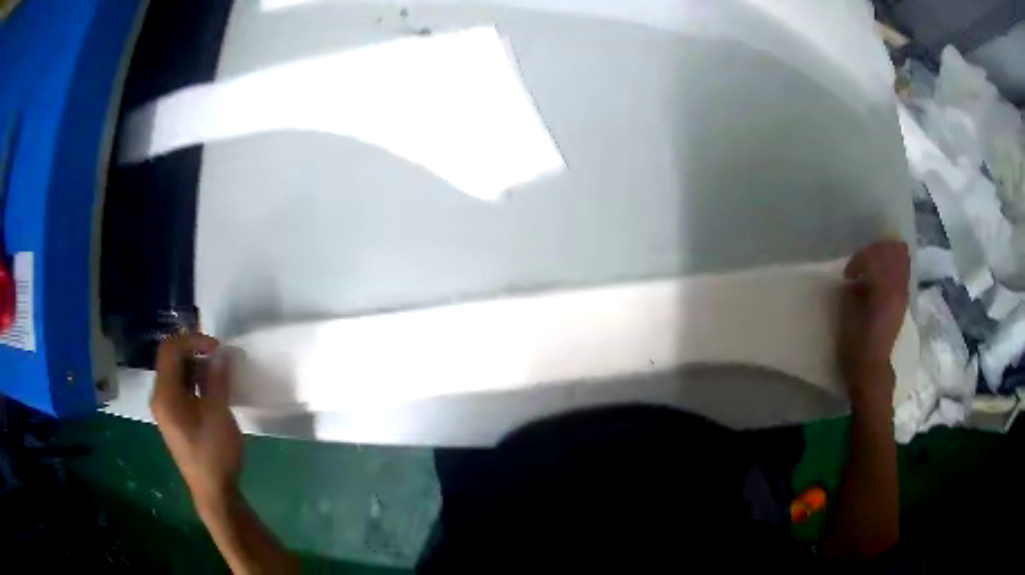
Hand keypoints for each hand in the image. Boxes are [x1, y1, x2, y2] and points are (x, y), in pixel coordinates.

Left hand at [151, 334, 242, 512]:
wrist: (214, 493)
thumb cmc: (214, 453)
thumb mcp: (218, 414)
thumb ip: (218, 379)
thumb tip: (223, 352)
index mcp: (165, 393)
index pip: (170, 349)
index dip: (193, 340)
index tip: (217, 348)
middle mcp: (160, 397)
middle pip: (171, 360)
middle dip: (195, 352)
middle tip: (220, 358)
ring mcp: (166, 409)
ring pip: (176, 374)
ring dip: (196, 367)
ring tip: (220, 374)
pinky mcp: (175, 419)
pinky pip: (180, 389)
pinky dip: (195, 382)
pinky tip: (212, 391)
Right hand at [838, 241, 909, 408]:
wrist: (872, 370)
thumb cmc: (856, 346)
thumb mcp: (848, 317)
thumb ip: (853, 293)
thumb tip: (856, 281)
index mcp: (883, 291)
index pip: (875, 257)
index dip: (859, 260)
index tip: (848, 275)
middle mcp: (897, 289)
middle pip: (893, 252)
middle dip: (875, 252)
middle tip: (861, 263)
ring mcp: (903, 294)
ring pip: (901, 259)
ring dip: (886, 257)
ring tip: (872, 266)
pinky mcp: (903, 301)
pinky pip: (902, 272)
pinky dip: (892, 267)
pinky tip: (881, 277)